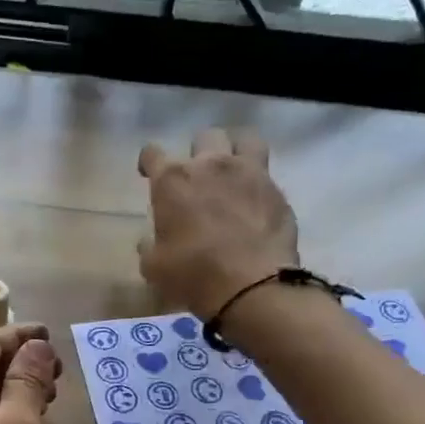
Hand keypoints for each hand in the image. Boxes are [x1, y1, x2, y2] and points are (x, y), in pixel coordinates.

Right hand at [138, 130, 297, 316]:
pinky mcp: (276, 190)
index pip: (152, 154)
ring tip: (233, 170)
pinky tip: (255, 202)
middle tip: (197, 176)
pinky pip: (266, 173)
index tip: (148, 174)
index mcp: (173, 180)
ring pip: (244, 139)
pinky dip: (258, 183)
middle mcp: (210, 165)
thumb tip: (149, 240)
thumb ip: (149, 246)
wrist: (251, 286)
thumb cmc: (192, 274)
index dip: (148, 163)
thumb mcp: (154, 266)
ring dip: (235, 150)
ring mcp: (249, 172)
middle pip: (204, 137)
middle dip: (197, 152)